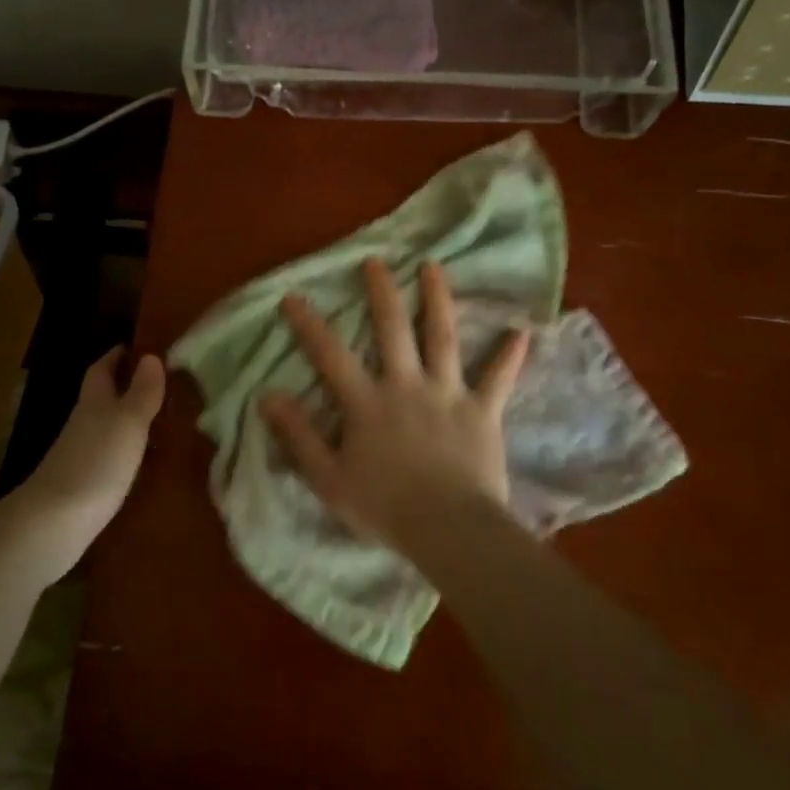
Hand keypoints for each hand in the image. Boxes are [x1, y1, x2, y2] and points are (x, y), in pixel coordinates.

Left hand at [13, 347, 165, 583]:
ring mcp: (80, 455)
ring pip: (106, 427)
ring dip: (127, 419)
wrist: (53, 523)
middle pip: (102, 397)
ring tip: (160, 419)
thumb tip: (151, 355)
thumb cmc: (96, 463)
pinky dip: (125, 450)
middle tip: (159, 382)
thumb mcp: (128, 422)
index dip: (118, 356)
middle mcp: (84, 423)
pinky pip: (108, 455)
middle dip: (125, 386)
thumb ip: (141, 392)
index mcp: (94, 402)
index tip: (138, 347)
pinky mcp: (83, 484)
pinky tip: (142, 460)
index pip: (102, 369)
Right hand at [261, 259, 527, 552]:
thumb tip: (268, 396)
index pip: (331, 355)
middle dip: (382, 292)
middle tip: (375, 262)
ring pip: (443, 337)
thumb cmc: (384, 507)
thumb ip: (299, 436)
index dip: (309, 324)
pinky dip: (509, 355)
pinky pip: (498, 379)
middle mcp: (406, 385)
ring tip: (433, 267)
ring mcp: (448, 394)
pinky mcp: (482, 411)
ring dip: (438, 299)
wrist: (448, 528)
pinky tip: (521, 330)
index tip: (292, 296)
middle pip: (393, 329)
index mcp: (367, 402)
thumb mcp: (328, 478)